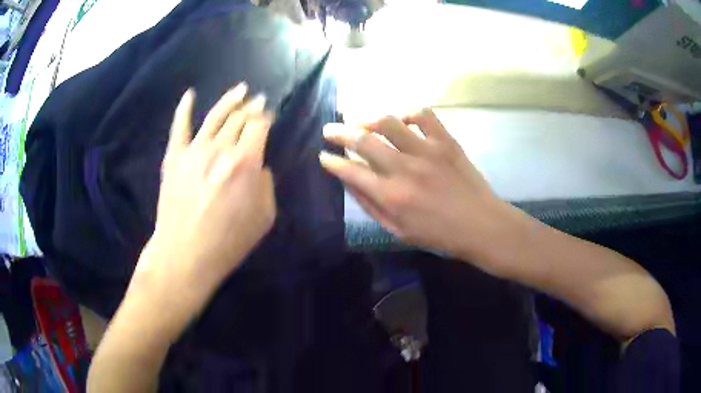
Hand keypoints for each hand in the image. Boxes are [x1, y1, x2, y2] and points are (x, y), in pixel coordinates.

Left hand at [129, 83, 275, 327]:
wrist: (185, 254)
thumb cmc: (228, 241)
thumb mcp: (264, 217)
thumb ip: (266, 184)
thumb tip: (258, 166)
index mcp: (246, 161)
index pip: (259, 126)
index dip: (266, 117)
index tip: (269, 115)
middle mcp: (220, 148)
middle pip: (239, 118)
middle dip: (252, 106)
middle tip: (258, 99)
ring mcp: (194, 149)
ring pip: (215, 116)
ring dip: (230, 100)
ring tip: (241, 88)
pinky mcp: (174, 156)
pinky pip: (179, 126)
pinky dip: (184, 108)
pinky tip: (190, 95)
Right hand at [321, 109, 516, 273]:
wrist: (481, 225)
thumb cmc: (439, 234)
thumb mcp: (398, 231)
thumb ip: (371, 206)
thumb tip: (350, 182)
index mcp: (391, 196)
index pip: (350, 172)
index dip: (331, 162)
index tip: (323, 156)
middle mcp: (404, 169)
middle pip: (363, 140)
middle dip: (338, 132)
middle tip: (329, 130)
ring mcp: (426, 151)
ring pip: (388, 122)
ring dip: (367, 119)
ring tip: (361, 122)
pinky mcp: (445, 141)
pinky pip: (422, 115)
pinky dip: (407, 113)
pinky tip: (401, 120)